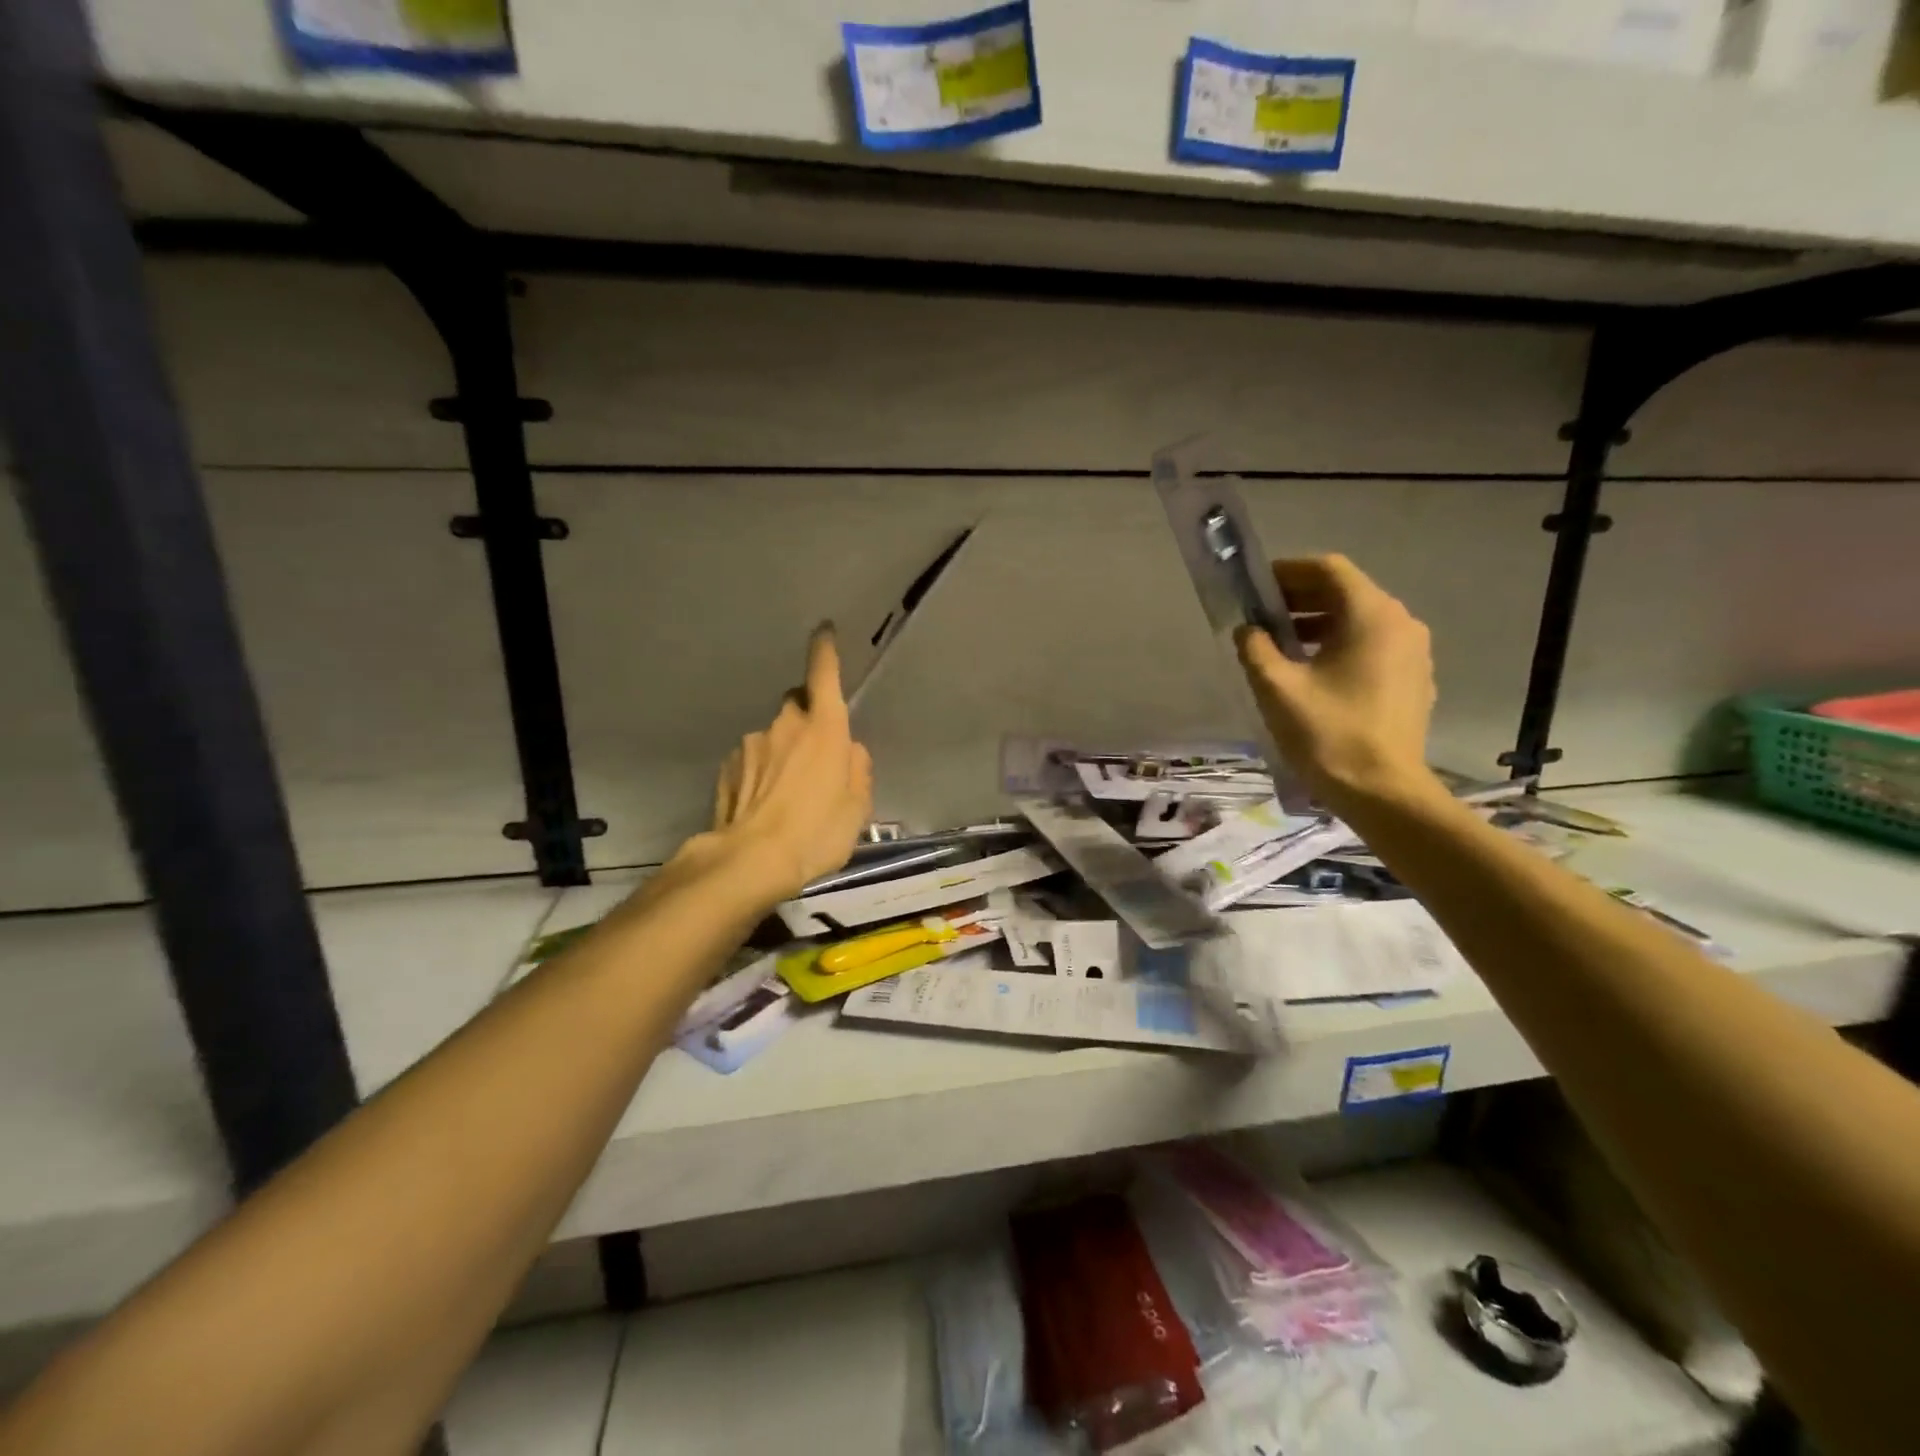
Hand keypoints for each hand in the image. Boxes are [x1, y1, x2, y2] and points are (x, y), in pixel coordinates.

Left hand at [707, 625, 874, 900]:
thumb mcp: (857, 807)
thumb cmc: (817, 832)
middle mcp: (786, 725)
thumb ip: (857, 769)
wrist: (751, 861)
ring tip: (788, 796)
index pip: (824, 674)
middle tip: (816, 754)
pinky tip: (764, 805)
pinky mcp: (727, 768)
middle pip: (797, 705)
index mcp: (824, 729)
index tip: (823, 631)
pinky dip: (760, 774)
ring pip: (773, 737)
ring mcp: (751, 744)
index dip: (825, 650)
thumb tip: (850, 750)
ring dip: (782, 753)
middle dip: (807, 718)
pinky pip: (751, 761)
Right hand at [1235, 555, 1441, 813]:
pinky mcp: (1413, 680)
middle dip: (1300, 598)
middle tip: (1262, 614)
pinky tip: (1313, 672)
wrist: (1382, 791)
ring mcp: (1413, 653)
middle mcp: (1401, 624)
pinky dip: (1340, 645)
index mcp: (1371, 616)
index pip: (1328, 569)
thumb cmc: (1328, 733)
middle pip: (1346, 592)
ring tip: (1281, 645)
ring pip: (1360, 621)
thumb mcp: (1277, 687)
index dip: (1288, 571)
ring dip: (1319, 623)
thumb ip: (1256, 648)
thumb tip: (1248, 630)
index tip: (1256, 587)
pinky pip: (1373, 646)